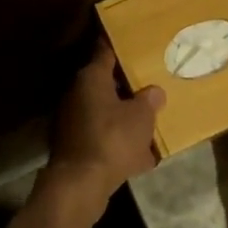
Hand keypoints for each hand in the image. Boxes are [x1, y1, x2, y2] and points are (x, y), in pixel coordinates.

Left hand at [39, 41, 163, 215]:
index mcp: (91, 77)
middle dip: (127, 85)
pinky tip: (140, 154)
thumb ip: (149, 100)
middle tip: (149, 84)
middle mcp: (78, 93)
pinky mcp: (75, 145)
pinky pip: (102, 136)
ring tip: (149, 121)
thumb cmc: (112, 139)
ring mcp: (73, 120)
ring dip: (123, 116)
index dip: (122, 46)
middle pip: (105, 82)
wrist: (81, 184)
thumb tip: (154, 91)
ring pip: (105, 111)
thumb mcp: (141, 117)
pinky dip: (118, 141)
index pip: (106, 51)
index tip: (135, 43)